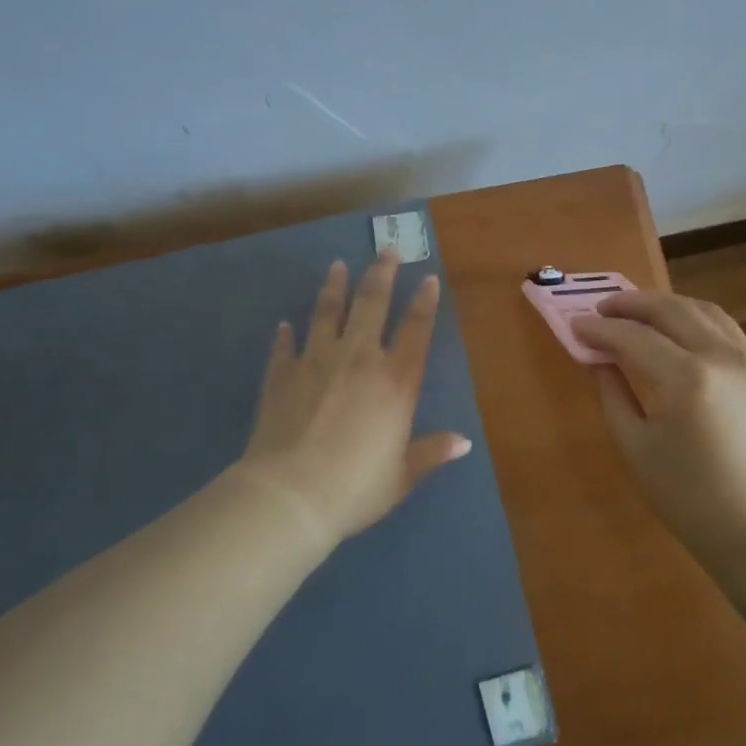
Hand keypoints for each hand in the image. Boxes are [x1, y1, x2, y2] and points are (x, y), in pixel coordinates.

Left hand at [239, 253, 471, 543]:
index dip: (425, 303)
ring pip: (327, 313)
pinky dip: (285, 335)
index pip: (416, 330)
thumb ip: (431, 452)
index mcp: (395, 381)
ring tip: (337, 266)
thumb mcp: (402, 476)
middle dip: (382, 274)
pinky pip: (285, 347)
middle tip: (387, 250)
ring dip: (334, 288)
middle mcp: (358, 359)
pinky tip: (284, 324)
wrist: (290, 495)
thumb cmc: (356, 487)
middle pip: (372, 305)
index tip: (429, 278)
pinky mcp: (282, 375)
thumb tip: (463, 442)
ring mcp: (316, 362)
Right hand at [572, 291, 745, 569]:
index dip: (599, 329)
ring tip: (635, 312)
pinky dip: (694, 318)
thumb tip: (598, 359)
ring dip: (664, 304)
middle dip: (631, 304)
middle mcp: (722, 357)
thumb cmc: (691, 500)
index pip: (633, 337)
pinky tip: (675, 330)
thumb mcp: (637, 449)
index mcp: (687, 379)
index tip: (575, 325)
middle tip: (601, 308)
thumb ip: (612, 394)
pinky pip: (724, 328)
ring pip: (702, 310)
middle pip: (670, 310)